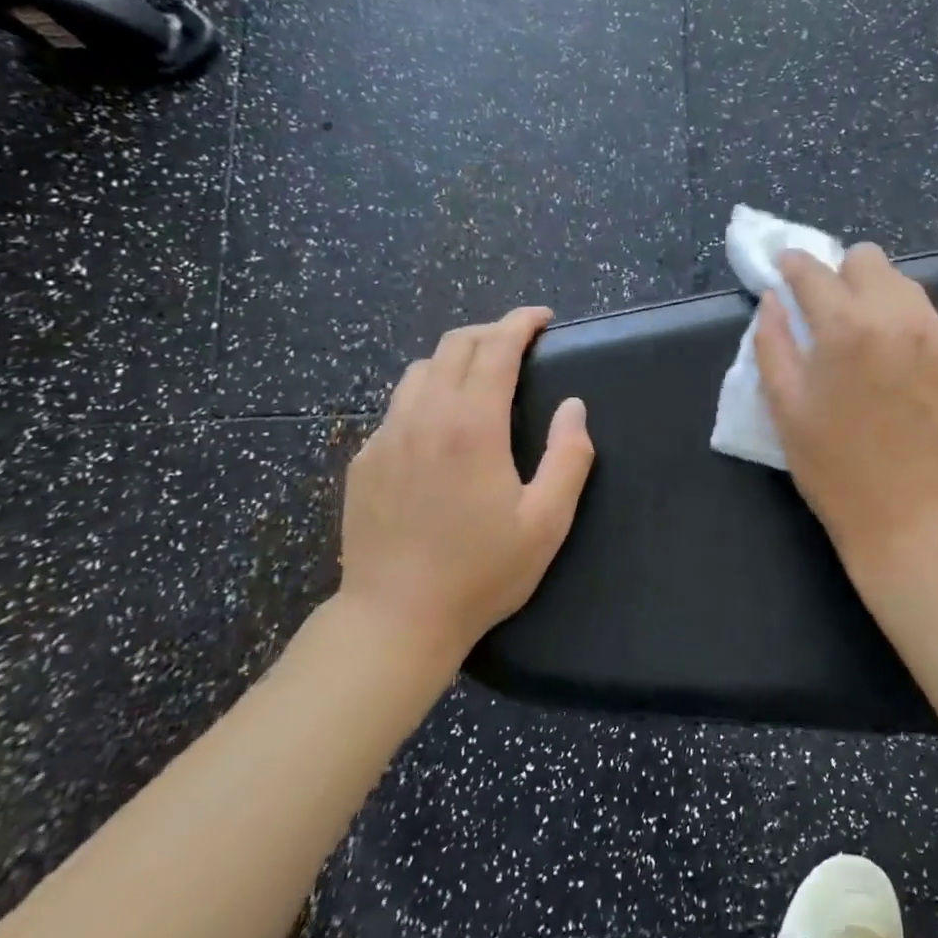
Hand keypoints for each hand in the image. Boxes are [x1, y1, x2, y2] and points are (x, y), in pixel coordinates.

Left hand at [338, 306, 594, 663]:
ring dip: (455, 359)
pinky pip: (397, 406)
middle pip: (454, 346)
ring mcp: (386, 437)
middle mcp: (424, 418)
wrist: (394, 620)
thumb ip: (568, 457)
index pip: (496, 349)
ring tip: (480, 376)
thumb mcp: (547, 522)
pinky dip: (426, 394)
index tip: (542, 317)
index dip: (520, 323)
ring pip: (419, 370)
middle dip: (490, 331)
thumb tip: (573, 407)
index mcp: (472, 427)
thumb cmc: (481, 572)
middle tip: (519, 342)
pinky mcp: (364, 460)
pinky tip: (440, 426)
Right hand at [754, 245, 937, 574]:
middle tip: (828, 310)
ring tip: (865, 335)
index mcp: (845, 327)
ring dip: (875, 295)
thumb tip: (774, 299)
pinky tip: (897, 362)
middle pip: (867, 259)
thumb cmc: (835, 466)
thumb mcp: (785, 406)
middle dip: (840, 274)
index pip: (814, 270)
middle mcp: (897, 316)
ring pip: (902, 283)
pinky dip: (905, 323)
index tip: (785, 268)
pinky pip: (928, 315)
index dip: (793, 264)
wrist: (913, 515)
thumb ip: (772, 342)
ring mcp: (937, 333)